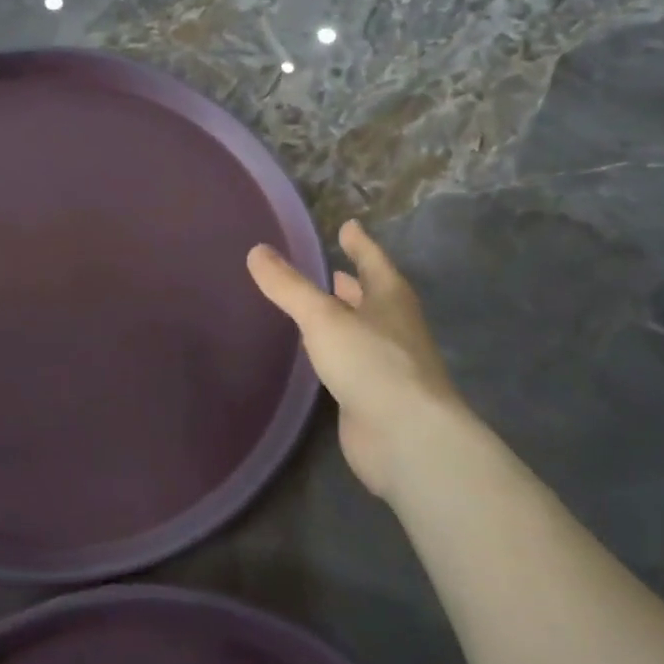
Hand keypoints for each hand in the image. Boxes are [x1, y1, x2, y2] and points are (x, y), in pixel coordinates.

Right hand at [248, 220, 478, 499]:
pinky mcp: (375, 397)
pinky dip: (336, 353)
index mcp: (391, 299)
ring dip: (345, 318)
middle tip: (331, 269)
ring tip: (318, 308)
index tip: (348, 225)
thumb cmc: (371, 363)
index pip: (373, 261)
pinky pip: (353, 364)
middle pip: (373, 297)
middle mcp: (394, 328)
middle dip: (353, 283)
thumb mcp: (323, 317)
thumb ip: (289, 287)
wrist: (406, 437)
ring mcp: (388, 365)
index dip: (359, 243)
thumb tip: (257, 251)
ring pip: (363, 331)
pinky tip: (317, 356)